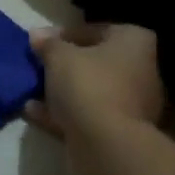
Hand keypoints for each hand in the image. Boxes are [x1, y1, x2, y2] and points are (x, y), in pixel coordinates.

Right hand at [25, 22, 165, 138]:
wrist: (106, 145)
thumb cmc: (87, 84)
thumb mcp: (59, 56)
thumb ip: (48, 43)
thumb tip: (37, 34)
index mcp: (135, 42)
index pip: (98, 30)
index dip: (66, 34)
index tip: (42, 42)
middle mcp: (142, 71)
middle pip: (97, 62)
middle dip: (66, 65)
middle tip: (39, 66)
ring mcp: (135, 106)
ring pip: (92, 92)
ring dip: (62, 91)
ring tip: (31, 90)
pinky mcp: (121, 134)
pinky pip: (88, 116)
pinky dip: (63, 113)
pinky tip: (33, 112)